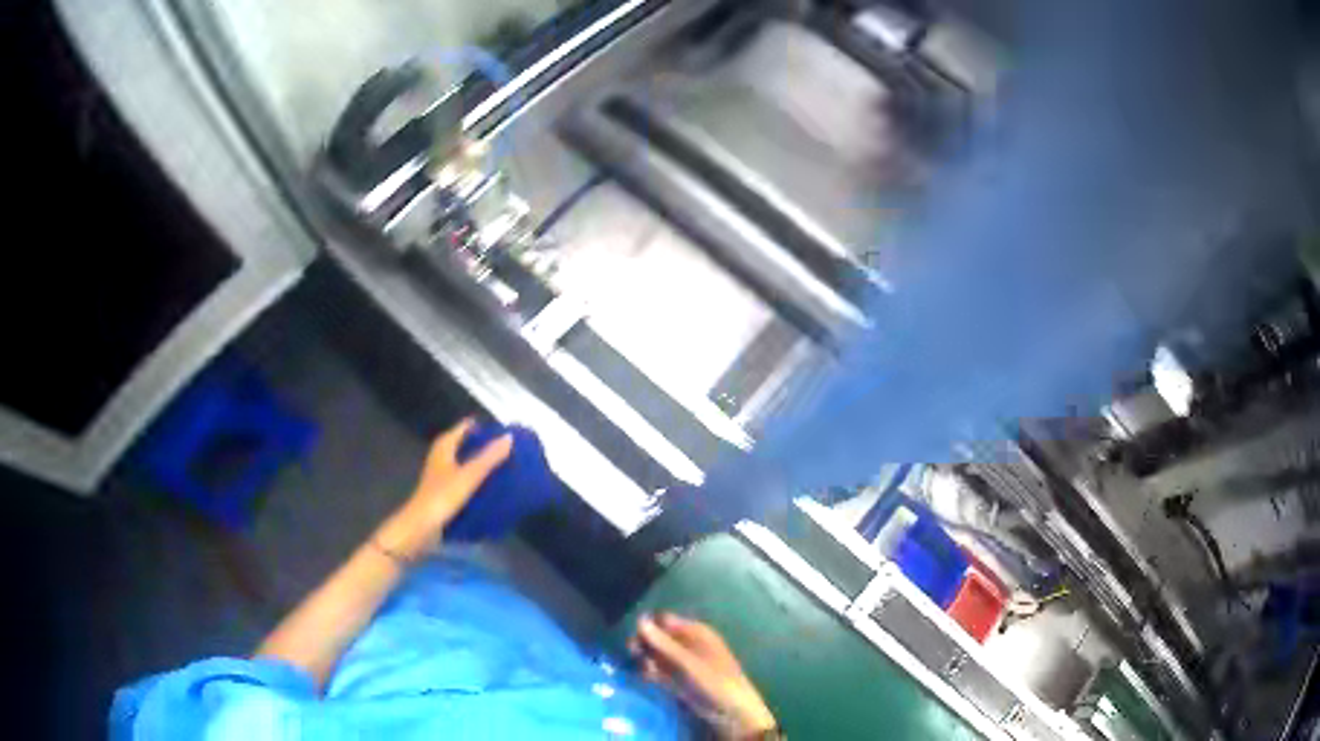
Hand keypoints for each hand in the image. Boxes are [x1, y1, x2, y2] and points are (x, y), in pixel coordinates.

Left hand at [376, 419, 512, 558]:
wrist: (422, 526)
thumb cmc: (443, 496)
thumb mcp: (470, 475)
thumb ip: (489, 457)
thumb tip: (509, 437)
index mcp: (444, 447)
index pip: (463, 428)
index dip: (480, 427)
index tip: (500, 431)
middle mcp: (440, 457)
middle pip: (462, 444)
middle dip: (481, 445)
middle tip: (504, 449)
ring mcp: (440, 475)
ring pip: (462, 462)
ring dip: (478, 463)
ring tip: (501, 467)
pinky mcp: (442, 492)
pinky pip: (462, 479)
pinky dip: (474, 479)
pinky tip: (488, 488)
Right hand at [630, 613, 776, 738]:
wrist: (730, 711)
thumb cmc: (714, 680)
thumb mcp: (687, 661)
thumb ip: (662, 642)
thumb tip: (639, 619)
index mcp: (695, 632)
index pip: (664, 621)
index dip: (648, 626)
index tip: (634, 638)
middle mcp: (687, 643)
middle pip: (658, 637)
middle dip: (644, 645)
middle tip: (635, 655)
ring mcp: (682, 662)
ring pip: (656, 655)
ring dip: (646, 660)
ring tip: (646, 670)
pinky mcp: (678, 679)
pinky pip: (659, 670)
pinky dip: (651, 672)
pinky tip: (648, 678)